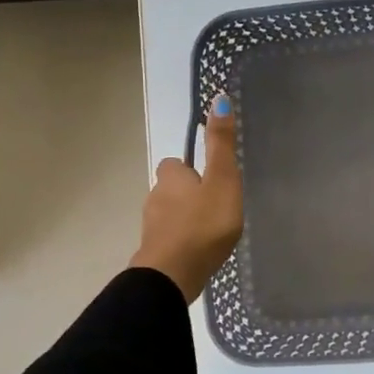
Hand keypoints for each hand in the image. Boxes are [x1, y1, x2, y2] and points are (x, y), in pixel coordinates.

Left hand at [131, 92, 243, 303]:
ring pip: (168, 215)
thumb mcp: (222, 180)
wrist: (173, 275)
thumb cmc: (202, 224)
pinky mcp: (154, 253)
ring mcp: (151, 228)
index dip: (190, 169)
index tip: (209, 179)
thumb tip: (218, 98)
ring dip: (185, 219)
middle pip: (170, 190)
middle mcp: (155, 198)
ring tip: (209, 230)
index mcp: (171, 178)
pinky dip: (181, 240)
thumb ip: (221, 144)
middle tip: (214, 206)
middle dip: (187, 195)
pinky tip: (197, 250)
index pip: (174, 164)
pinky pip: (169, 239)